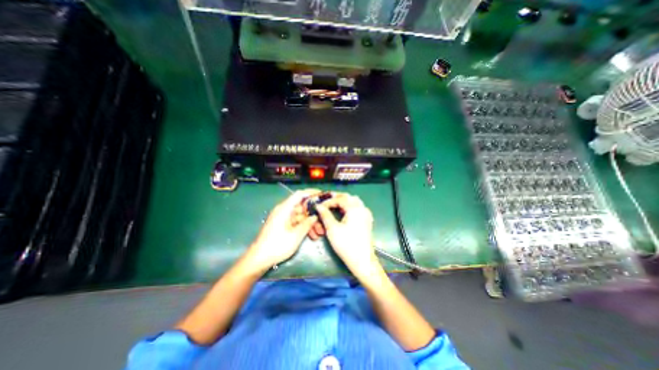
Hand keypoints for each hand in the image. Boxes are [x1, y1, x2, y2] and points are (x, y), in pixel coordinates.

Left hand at [245, 190, 320, 269]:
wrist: (259, 259)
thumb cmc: (277, 245)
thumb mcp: (296, 235)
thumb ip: (307, 223)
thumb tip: (315, 216)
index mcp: (285, 208)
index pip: (299, 194)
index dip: (311, 193)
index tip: (322, 195)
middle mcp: (284, 211)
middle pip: (302, 207)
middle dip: (313, 213)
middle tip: (324, 219)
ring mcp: (283, 218)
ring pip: (300, 216)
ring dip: (310, 223)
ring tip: (319, 232)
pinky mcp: (283, 225)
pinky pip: (296, 222)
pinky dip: (304, 227)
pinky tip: (312, 235)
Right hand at [313, 193, 380, 277]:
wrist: (362, 260)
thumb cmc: (346, 244)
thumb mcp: (332, 229)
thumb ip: (325, 215)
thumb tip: (319, 206)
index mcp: (355, 209)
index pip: (340, 199)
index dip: (329, 201)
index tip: (320, 206)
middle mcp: (362, 208)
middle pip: (349, 197)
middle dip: (337, 198)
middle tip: (326, 202)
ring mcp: (366, 214)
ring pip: (354, 201)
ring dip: (344, 201)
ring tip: (333, 206)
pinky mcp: (367, 220)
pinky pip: (358, 207)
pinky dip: (349, 207)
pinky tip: (344, 212)